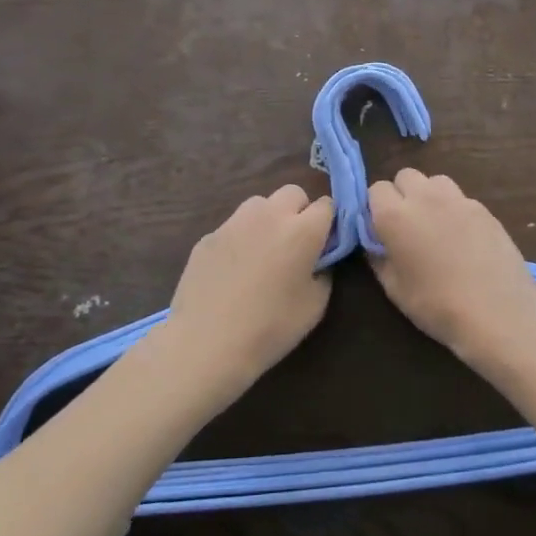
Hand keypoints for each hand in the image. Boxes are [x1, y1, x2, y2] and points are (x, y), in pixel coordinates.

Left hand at [146, 185, 335, 405]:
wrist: (206, 343)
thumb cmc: (270, 327)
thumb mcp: (315, 307)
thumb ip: (323, 273)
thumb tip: (318, 261)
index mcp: (302, 230)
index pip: (326, 205)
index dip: (328, 222)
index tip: (325, 244)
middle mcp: (270, 215)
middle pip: (293, 193)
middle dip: (299, 211)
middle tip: (295, 244)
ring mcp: (234, 222)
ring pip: (260, 204)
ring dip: (268, 219)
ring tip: (263, 252)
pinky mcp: (208, 235)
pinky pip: (233, 226)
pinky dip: (240, 239)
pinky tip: (233, 270)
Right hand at [366, 169, 535, 364]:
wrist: (497, 311)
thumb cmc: (437, 305)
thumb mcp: (394, 289)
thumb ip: (379, 258)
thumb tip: (376, 244)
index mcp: (395, 215)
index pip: (376, 189)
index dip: (376, 208)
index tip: (381, 230)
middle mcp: (424, 197)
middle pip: (405, 176)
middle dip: (402, 194)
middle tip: (407, 226)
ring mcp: (458, 199)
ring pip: (435, 181)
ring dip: (429, 195)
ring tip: (435, 226)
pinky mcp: (483, 208)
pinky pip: (460, 198)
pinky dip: (454, 209)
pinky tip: (463, 238)